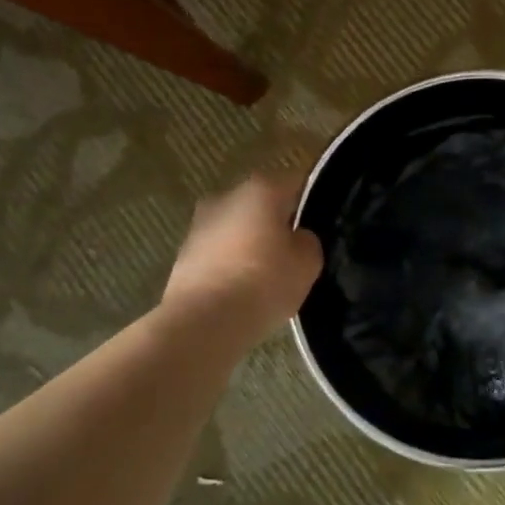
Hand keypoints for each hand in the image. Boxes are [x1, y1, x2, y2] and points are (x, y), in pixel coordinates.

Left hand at [160, 174, 323, 347]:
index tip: (321, 223)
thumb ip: (307, 240)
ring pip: (237, 227)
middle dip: (277, 222)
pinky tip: (242, 289)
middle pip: (262, 203)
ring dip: (251, 243)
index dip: (312, 200)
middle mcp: (227, 195)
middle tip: (295, 251)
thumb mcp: (308, 262)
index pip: (297, 182)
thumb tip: (296, 237)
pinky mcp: (182, 254)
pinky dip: (231, 263)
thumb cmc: (263, 282)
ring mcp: (200, 224)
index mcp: (262, 189)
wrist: (202, 323)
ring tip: (267, 275)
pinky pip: (219, 252)